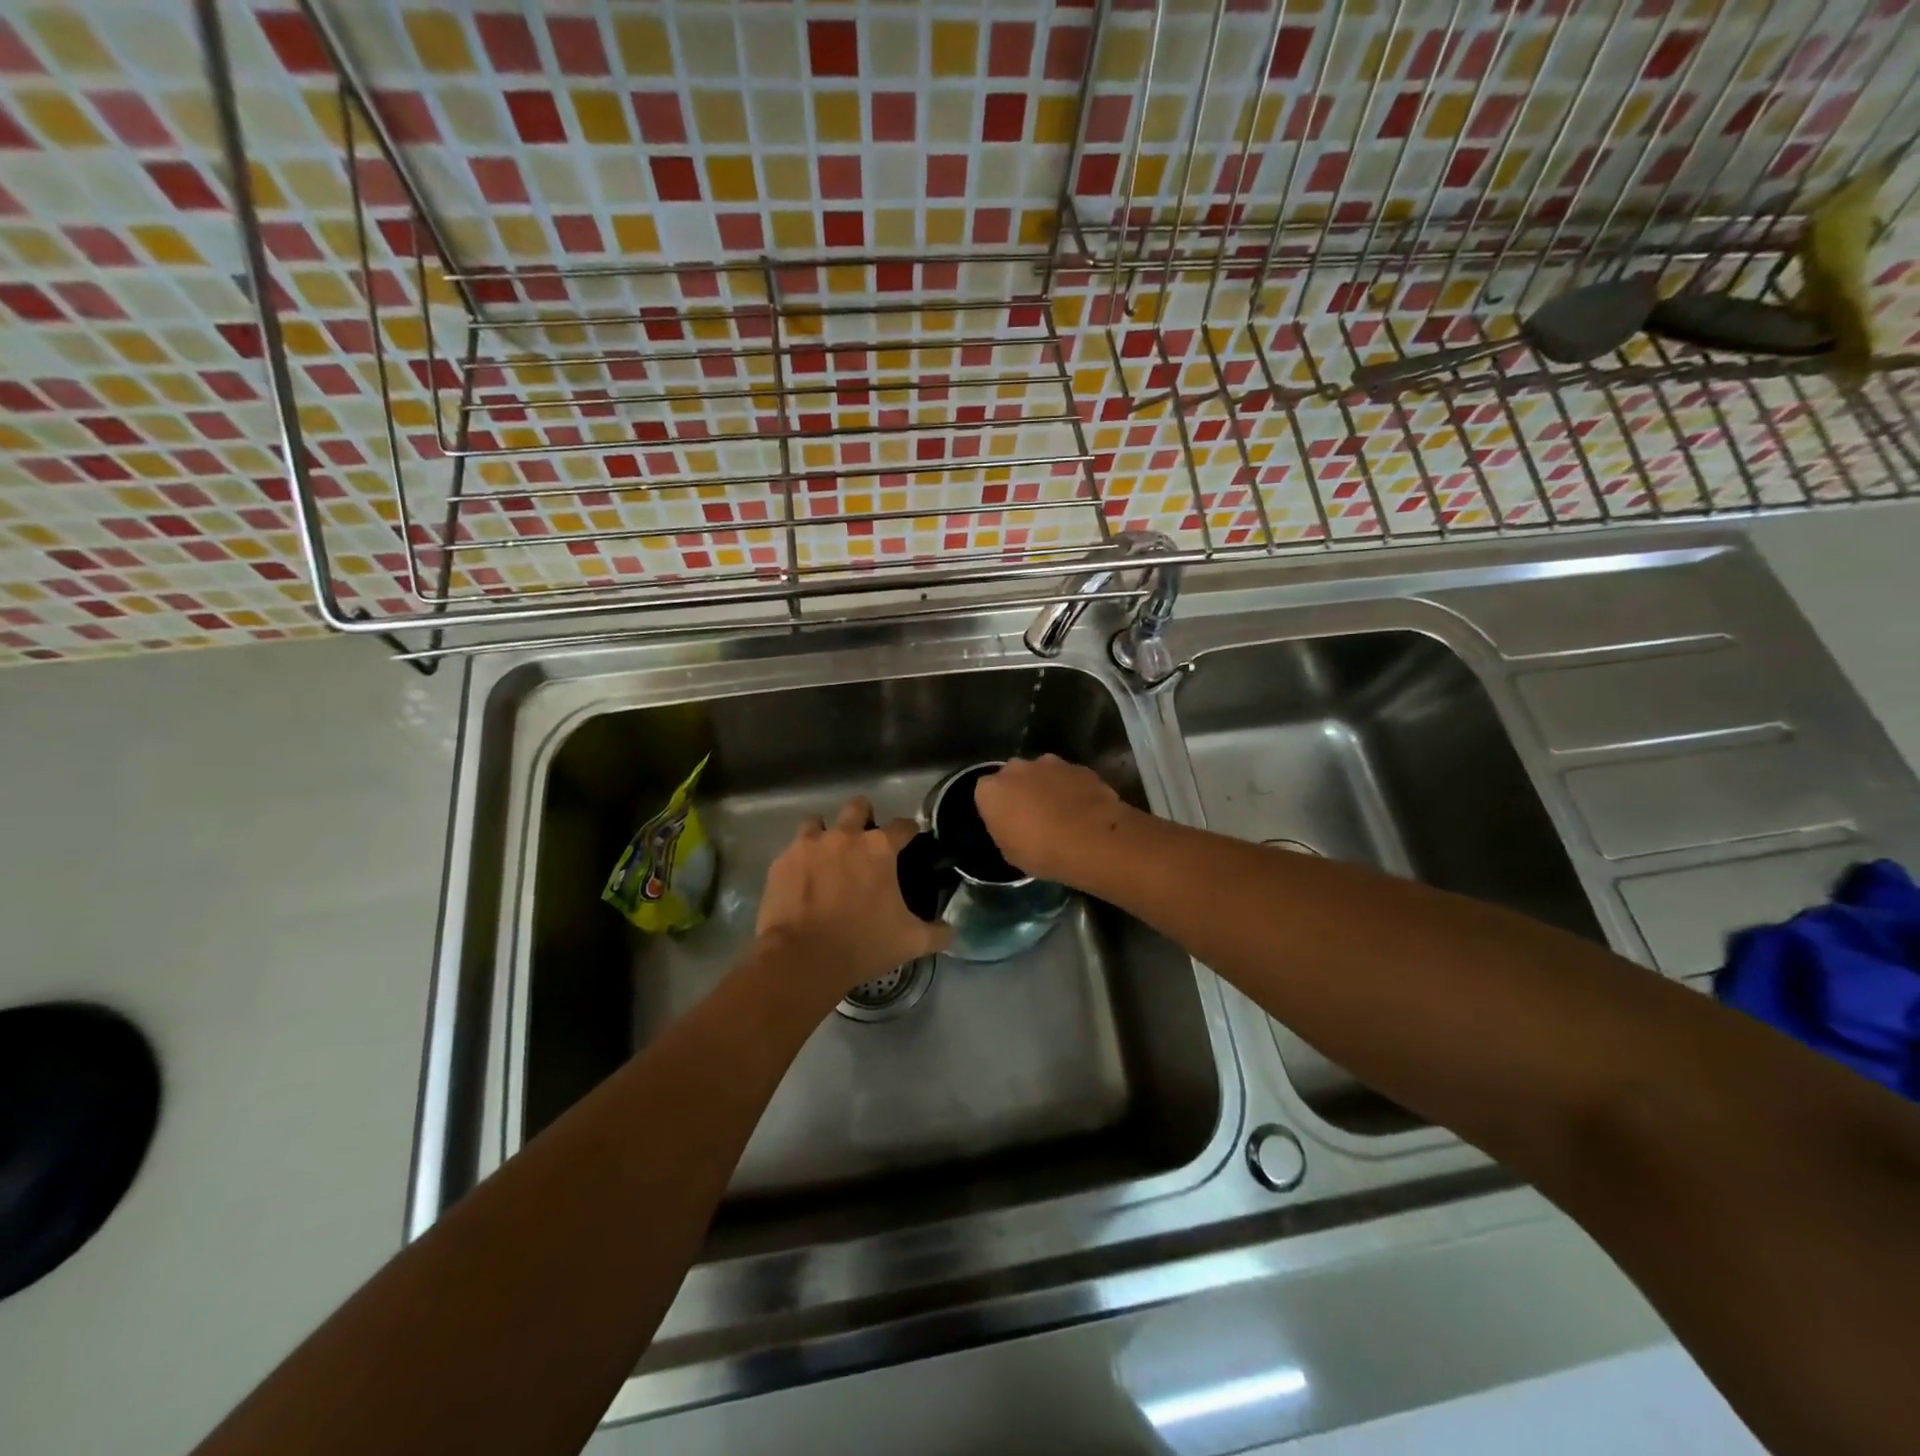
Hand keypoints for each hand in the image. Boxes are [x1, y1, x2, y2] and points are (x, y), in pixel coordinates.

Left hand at [754, 796, 951, 1005]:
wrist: (801, 959)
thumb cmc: (862, 944)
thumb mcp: (910, 942)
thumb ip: (937, 932)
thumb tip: (952, 931)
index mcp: (879, 848)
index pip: (903, 825)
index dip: (910, 831)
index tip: (911, 840)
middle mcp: (844, 836)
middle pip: (857, 807)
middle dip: (864, 817)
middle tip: (865, 842)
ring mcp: (808, 845)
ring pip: (818, 822)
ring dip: (826, 834)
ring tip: (828, 858)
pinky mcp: (782, 862)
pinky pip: (793, 851)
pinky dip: (801, 861)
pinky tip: (803, 881)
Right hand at [973, 755, 1130, 885]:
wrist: (1092, 842)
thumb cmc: (1041, 853)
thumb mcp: (1010, 852)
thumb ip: (1004, 828)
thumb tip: (1011, 824)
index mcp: (992, 789)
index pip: (985, 793)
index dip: (996, 808)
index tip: (1007, 823)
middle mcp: (1017, 768)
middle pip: (1013, 776)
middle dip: (1020, 790)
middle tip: (1032, 815)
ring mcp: (1050, 763)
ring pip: (1042, 773)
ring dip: (1047, 787)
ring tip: (1061, 812)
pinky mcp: (1079, 767)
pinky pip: (1068, 777)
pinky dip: (1072, 789)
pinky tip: (1082, 810)